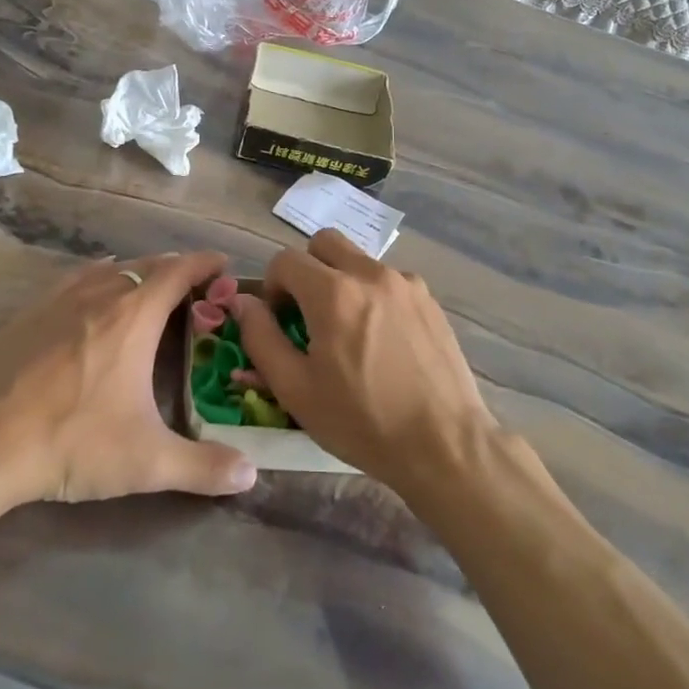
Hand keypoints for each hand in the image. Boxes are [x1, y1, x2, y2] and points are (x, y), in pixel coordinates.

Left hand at [0, 252, 256, 534]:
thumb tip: (251, 474)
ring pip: (107, 270)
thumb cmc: (72, 443)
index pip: (178, 272)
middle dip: (174, 269)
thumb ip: (203, 467)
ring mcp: (57, 302)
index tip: (224, 264)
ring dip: (135, 273)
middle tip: (194, 287)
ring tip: (148, 290)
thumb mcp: (146, 462)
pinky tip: (91, 302)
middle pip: (145, 265)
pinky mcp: (26, 316)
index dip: (204, 263)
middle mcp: (99, 296)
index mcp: (133, 317)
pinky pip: (72, 282)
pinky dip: (96, 281)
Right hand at [233, 230, 497, 494]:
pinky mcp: (430, 300)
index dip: (272, 287)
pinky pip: (389, 281)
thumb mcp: (295, 389)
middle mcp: (370, 274)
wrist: (444, 444)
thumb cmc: (362, 422)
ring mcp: (406, 283)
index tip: (279, 321)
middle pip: (324, 243)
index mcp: (333, 292)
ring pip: (359, 260)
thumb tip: (244, 303)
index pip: (285, 260)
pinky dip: (373, 296)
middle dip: (306, 270)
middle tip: (307, 313)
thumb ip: (261, 338)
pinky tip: (382, 341)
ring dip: (341, 281)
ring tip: (348, 332)